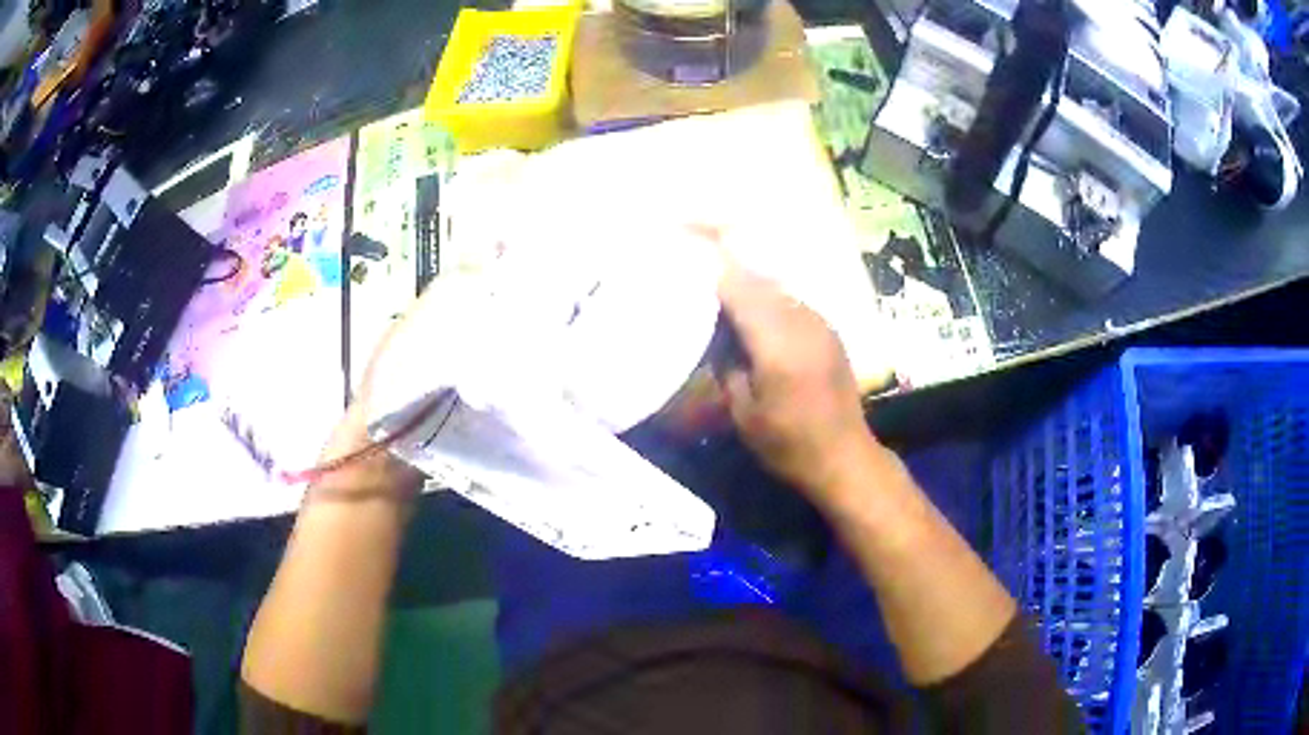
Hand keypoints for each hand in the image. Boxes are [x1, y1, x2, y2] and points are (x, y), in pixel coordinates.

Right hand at [717, 265, 878, 503]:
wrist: (844, 457)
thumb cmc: (789, 443)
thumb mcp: (743, 412)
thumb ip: (727, 365)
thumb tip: (719, 334)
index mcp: (776, 344)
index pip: (739, 291)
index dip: (714, 280)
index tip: (689, 278)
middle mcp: (801, 324)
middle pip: (760, 284)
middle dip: (732, 282)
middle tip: (704, 287)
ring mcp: (820, 324)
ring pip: (779, 290)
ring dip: (754, 291)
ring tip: (729, 302)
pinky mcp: (830, 331)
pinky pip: (794, 303)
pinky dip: (773, 304)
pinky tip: (761, 320)